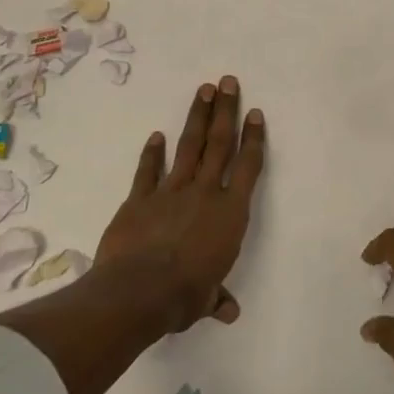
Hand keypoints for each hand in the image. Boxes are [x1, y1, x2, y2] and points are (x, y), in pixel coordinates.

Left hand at [96, 76, 264, 332]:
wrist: (138, 292)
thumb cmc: (184, 295)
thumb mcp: (206, 299)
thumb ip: (217, 297)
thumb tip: (229, 312)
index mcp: (230, 213)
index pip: (248, 167)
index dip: (253, 138)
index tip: (255, 113)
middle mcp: (205, 193)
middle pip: (219, 144)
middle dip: (225, 111)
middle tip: (228, 81)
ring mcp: (171, 191)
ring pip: (189, 147)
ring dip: (196, 117)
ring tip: (203, 90)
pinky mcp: (140, 198)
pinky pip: (148, 171)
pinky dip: (152, 153)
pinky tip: (156, 135)